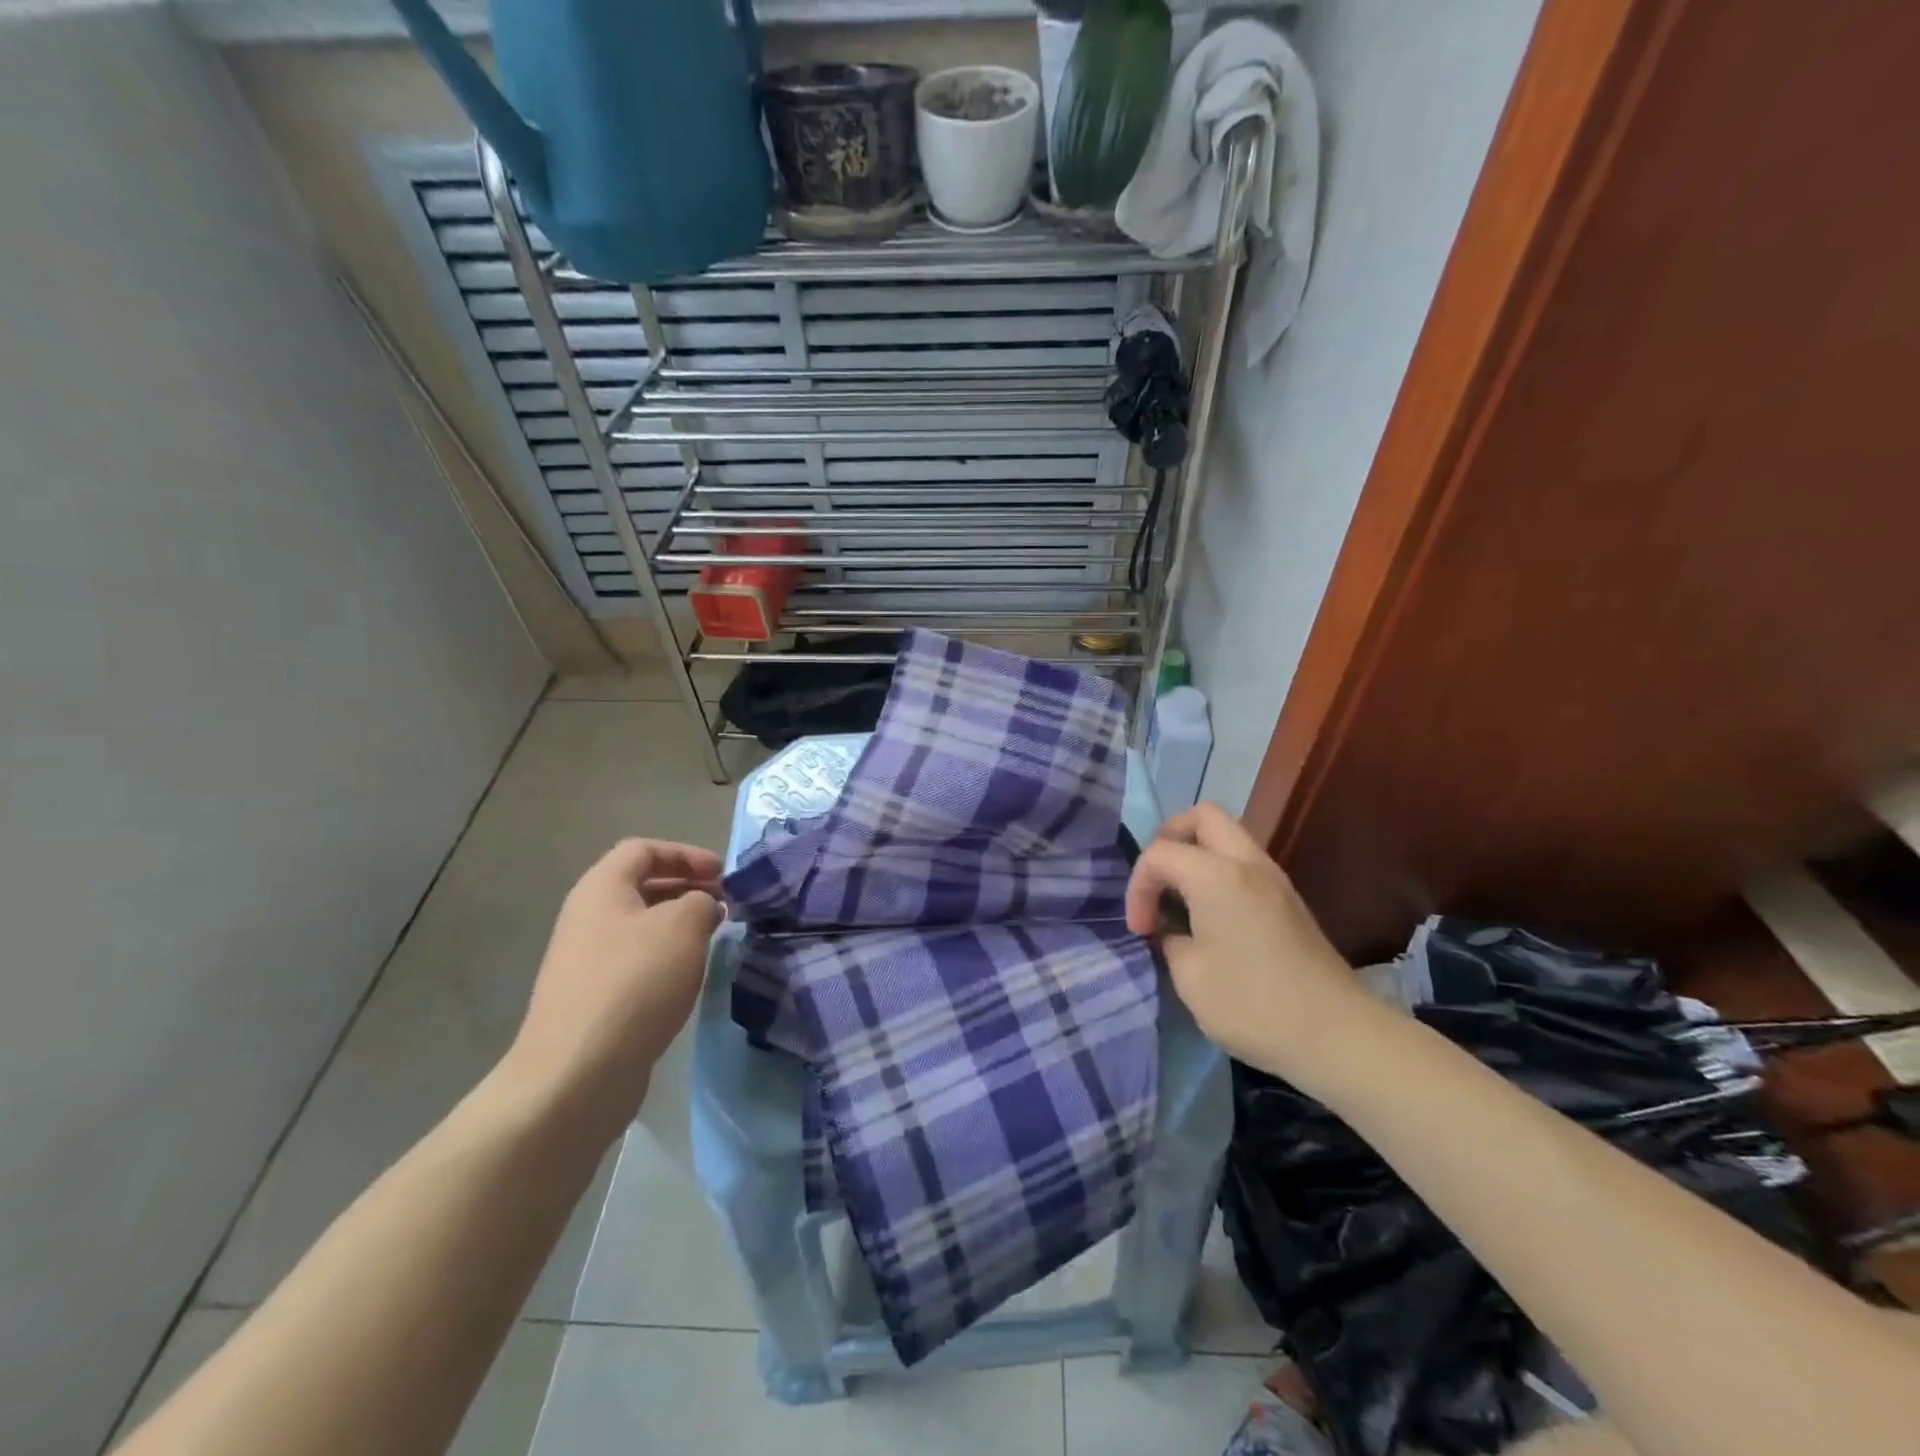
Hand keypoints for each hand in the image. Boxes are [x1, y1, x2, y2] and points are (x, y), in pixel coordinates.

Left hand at [502, 839, 723, 1133]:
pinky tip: (688, 978)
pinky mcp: (593, 998)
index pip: (644, 849)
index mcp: (601, 889)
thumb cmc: (634, 982)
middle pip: (640, 885)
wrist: (577, 1072)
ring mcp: (586, 961)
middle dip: (686, 888)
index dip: (686, 854)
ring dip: (679, 925)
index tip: (723, 875)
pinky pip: (635, 961)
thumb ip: (702, 902)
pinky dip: (666, 958)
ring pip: (640, 926)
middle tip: (725, 904)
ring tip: (713, 939)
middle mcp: (587, 917)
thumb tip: (703, 907)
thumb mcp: (683, 926)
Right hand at [1125, 804, 1374, 1078]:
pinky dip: (1218, 873)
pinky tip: (1209, 916)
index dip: (1138, 888)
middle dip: (1169, 841)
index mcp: (1217, 875)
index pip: (1159, 853)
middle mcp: (1248, 863)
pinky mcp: (1288, 900)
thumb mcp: (1190, 977)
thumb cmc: (1253, 1005)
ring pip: (1227, 836)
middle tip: (1158, 883)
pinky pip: (1243, 863)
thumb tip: (1170, 929)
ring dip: (1196, 856)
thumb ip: (1169, 939)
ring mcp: (1274, 878)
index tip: (1142, 931)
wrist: (1338, 1036)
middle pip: (1202, 817)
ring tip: (1180, 900)